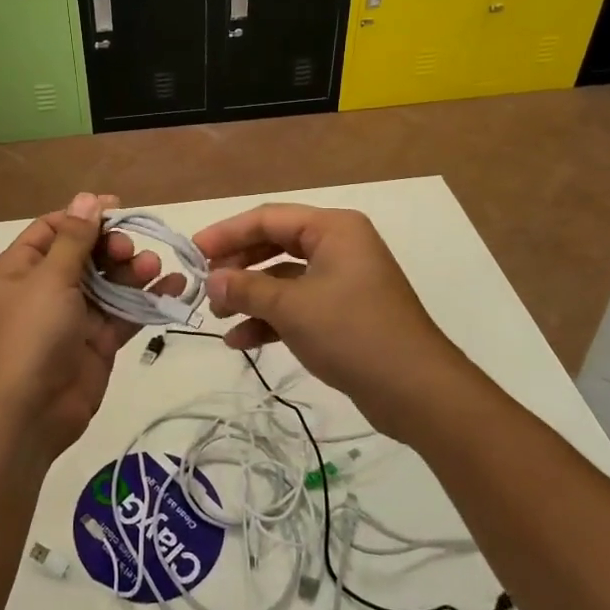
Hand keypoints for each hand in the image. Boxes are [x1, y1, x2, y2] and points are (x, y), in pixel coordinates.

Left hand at [0, 192, 183, 469]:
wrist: (29, 414)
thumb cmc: (31, 335)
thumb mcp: (50, 279)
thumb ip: (74, 238)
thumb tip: (86, 198)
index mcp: (22, 268)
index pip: (54, 228)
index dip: (84, 216)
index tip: (117, 208)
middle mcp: (46, 287)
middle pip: (86, 253)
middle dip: (112, 246)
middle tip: (128, 250)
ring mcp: (74, 315)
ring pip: (109, 281)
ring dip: (133, 270)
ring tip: (153, 266)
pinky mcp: (98, 340)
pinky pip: (125, 311)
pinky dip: (147, 298)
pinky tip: (174, 285)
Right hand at [192, 204, 484, 437]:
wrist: (416, 391)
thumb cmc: (352, 332)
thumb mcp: (292, 307)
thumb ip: (246, 288)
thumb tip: (211, 278)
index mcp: (333, 229)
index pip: (268, 218)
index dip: (227, 233)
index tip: (193, 252)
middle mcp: (339, 246)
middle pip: (274, 244)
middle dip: (237, 265)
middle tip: (204, 284)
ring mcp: (342, 281)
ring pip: (283, 277)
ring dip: (249, 295)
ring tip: (216, 315)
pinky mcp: (342, 313)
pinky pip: (296, 305)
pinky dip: (269, 319)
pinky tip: (240, 341)